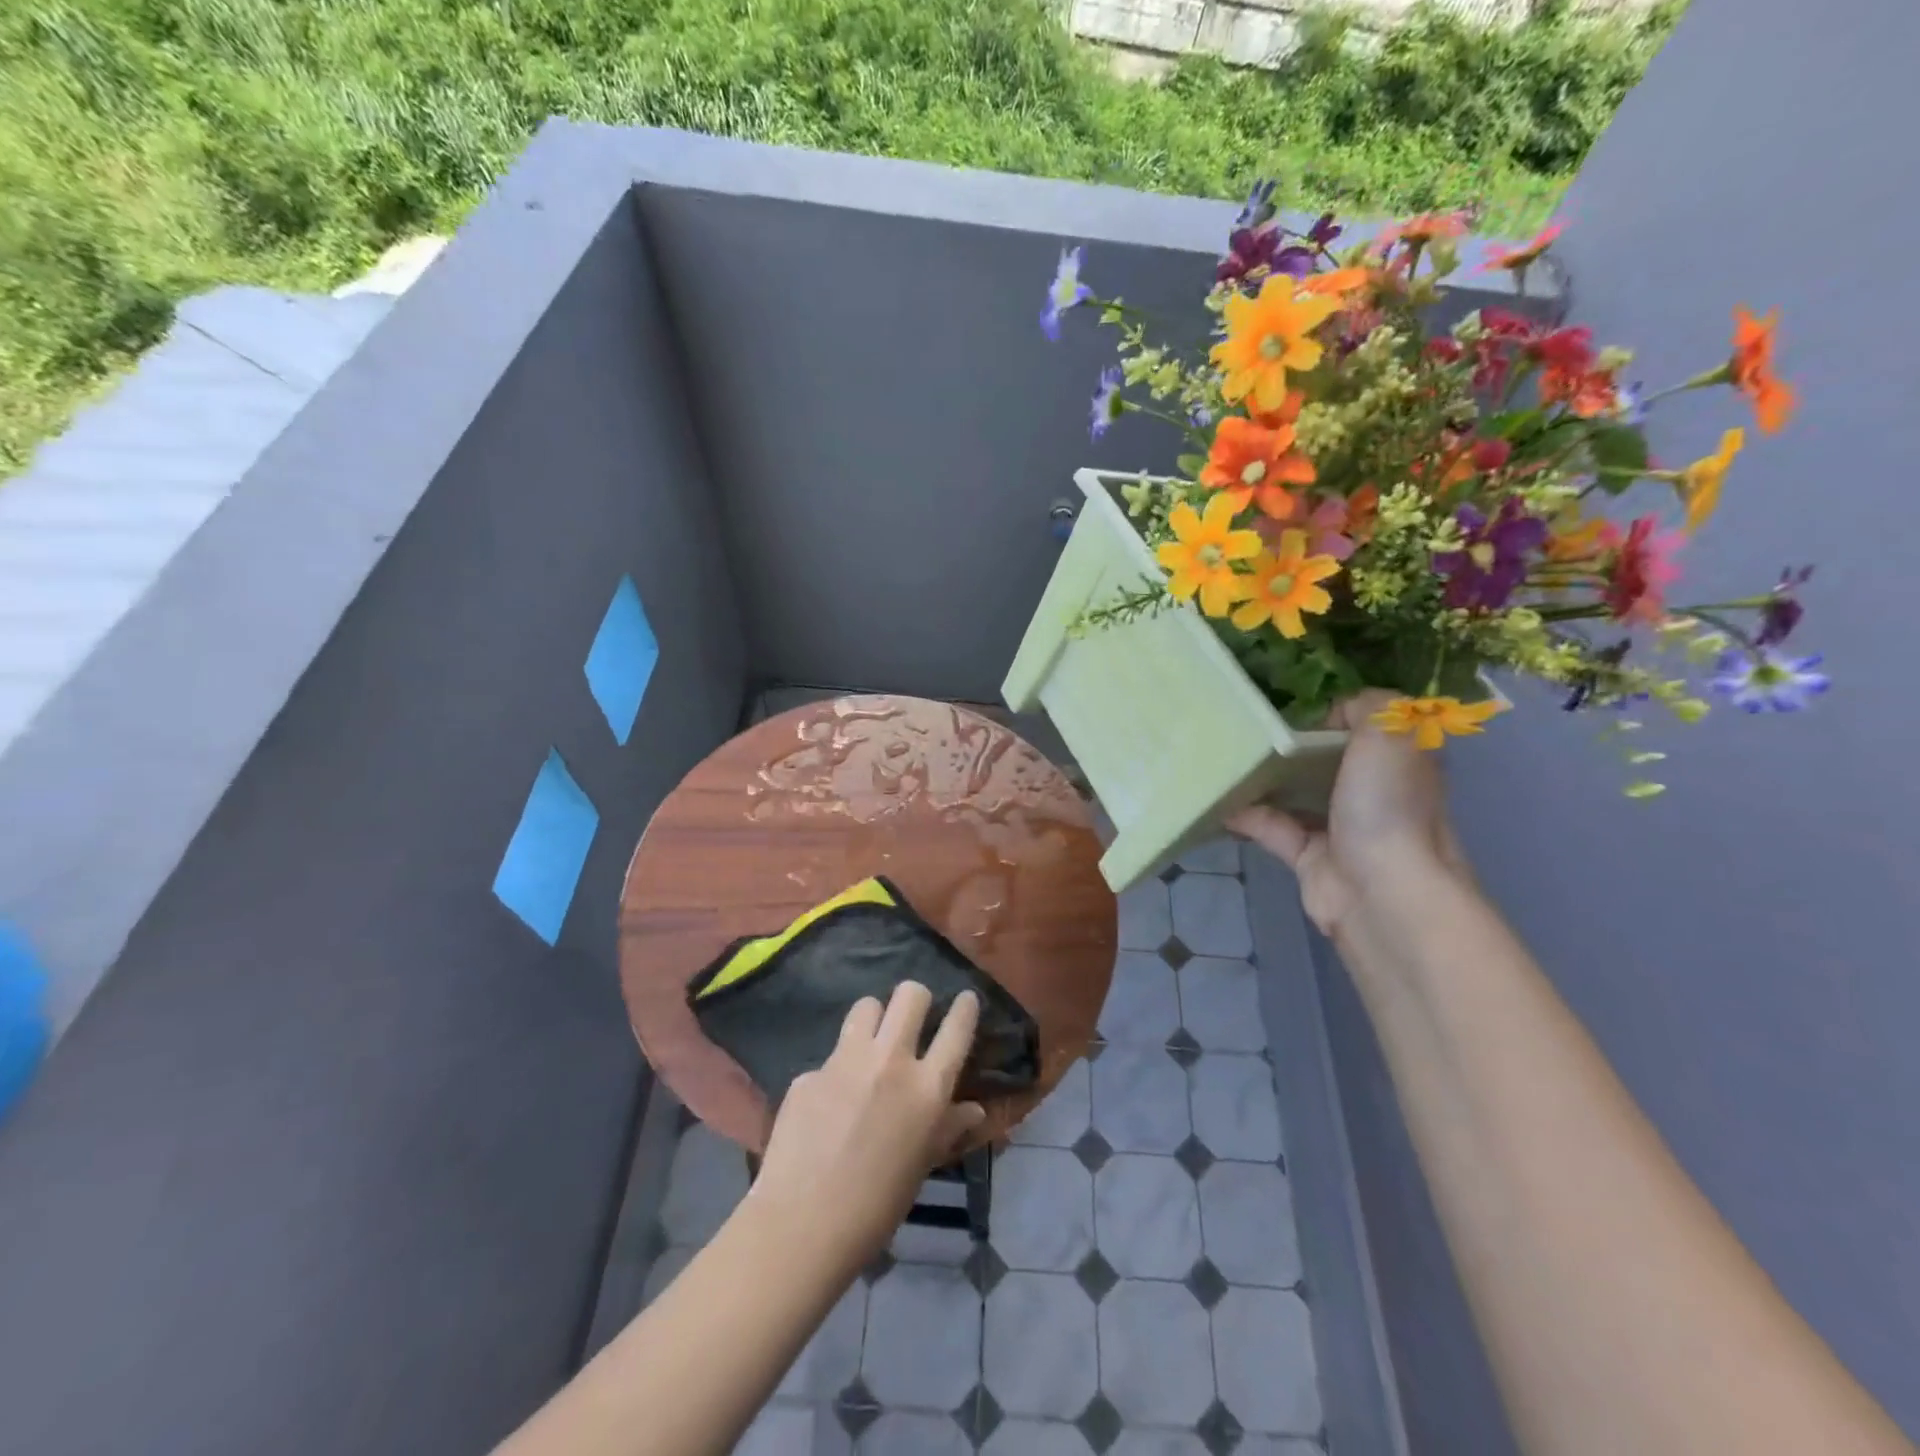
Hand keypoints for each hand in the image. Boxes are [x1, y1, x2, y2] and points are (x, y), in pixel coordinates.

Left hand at [749, 984, 985, 1268]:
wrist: (803, 1226)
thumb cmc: (877, 1207)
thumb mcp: (922, 1165)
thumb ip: (947, 1127)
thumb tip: (974, 1109)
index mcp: (927, 1088)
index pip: (957, 1028)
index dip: (966, 1008)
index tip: (966, 999)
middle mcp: (890, 1061)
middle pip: (910, 994)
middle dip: (916, 999)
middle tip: (913, 1019)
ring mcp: (846, 1061)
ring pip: (867, 1006)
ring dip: (874, 1019)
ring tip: (870, 1044)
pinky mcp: (810, 1072)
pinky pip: (831, 1056)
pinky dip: (836, 1071)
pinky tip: (828, 1103)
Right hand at [1230, 690, 1470, 938]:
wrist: (1382, 893)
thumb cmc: (1387, 805)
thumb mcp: (1388, 731)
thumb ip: (1364, 705)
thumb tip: (1331, 714)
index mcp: (1399, 762)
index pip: (1367, 728)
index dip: (1334, 716)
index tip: (1293, 708)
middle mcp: (1374, 794)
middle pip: (1327, 761)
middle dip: (1292, 747)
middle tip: (1249, 729)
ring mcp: (1342, 828)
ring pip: (1297, 795)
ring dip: (1265, 780)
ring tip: (1226, 759)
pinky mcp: (1311, 858)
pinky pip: (1273, 828)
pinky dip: (1247, 816)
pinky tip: (1220, 801)